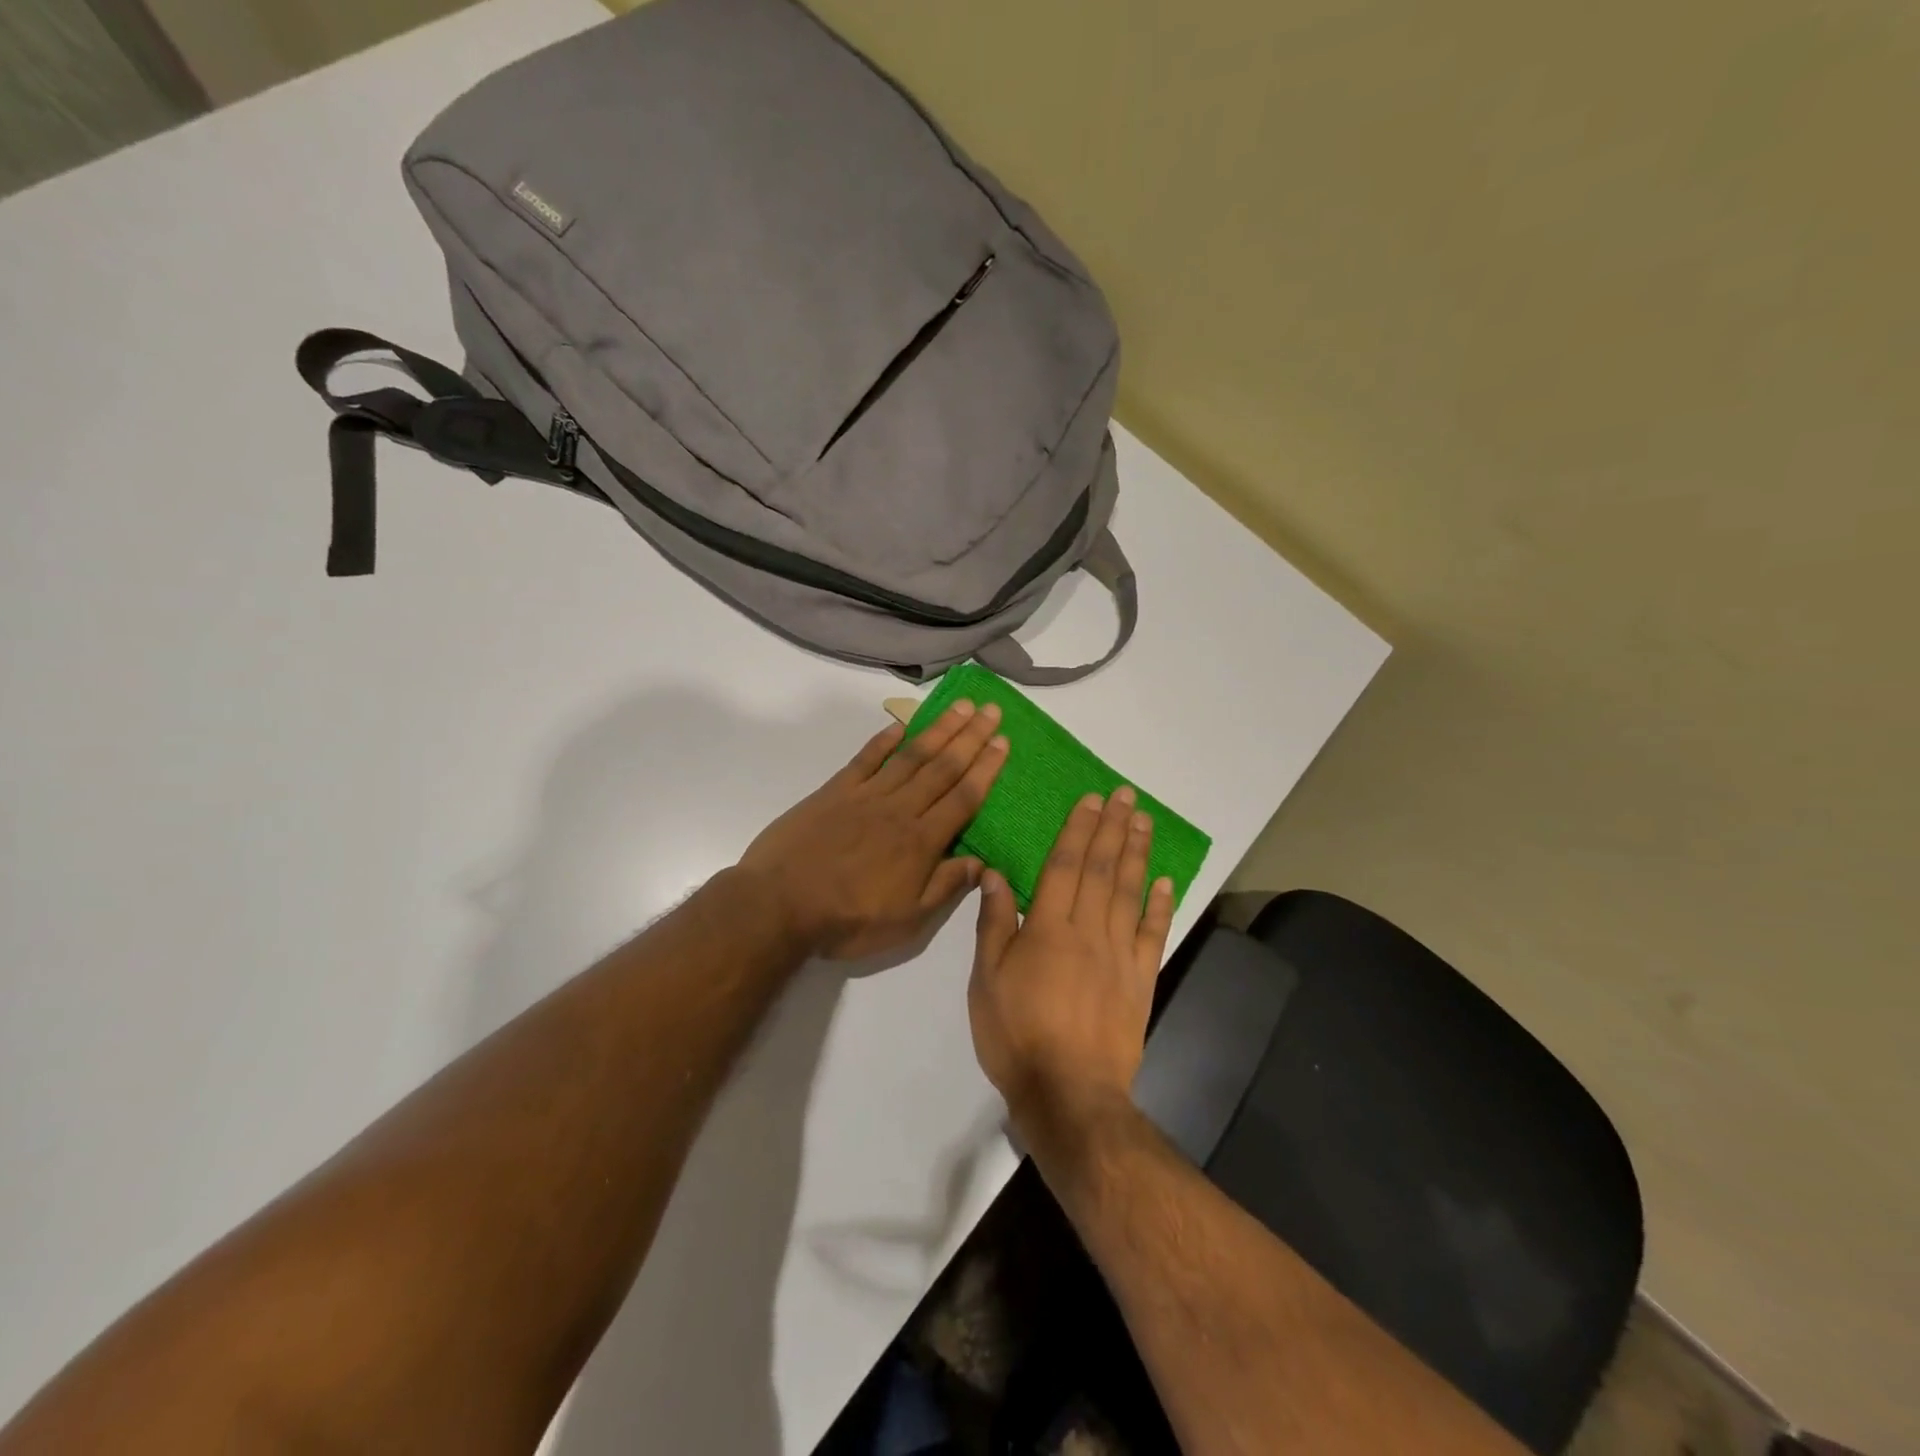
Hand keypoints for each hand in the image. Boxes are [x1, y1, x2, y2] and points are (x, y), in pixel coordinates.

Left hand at [738, 700, 1008, 959]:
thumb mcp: (906, 921)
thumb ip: (945, 888)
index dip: (986, 769)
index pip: (963, 798)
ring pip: (911, 756)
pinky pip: (865, 758)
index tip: (1004, 742)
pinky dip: (884, 739)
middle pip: (942, 767)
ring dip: (938, 729)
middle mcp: (899, 809)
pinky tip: (901, 724)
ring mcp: (866, 795)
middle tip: (992, 710)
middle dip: (971, 737)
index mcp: (921, 841)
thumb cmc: (847, 920)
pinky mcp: (834, 791)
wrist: (778, 905)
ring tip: (961, 706)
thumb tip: (983, 864)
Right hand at [968, 788, 1175, 1139]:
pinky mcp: (1140, 981)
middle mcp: (1088, 931)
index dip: (1078, 830)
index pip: (1065, 866)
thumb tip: (995, 874)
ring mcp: (1120, 955)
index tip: (1091, 800)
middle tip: (1126, 795)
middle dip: (1113, 828)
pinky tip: (1165, 881)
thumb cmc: (1016, 1035)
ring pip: (1130, 894)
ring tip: (1144, 822)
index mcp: (1048, 928)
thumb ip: (994, 924)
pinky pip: (1154, 935)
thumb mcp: (986, 980)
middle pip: (1102, 870)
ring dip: (1137, 855)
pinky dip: (1161, 906)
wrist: (1068, 1094)